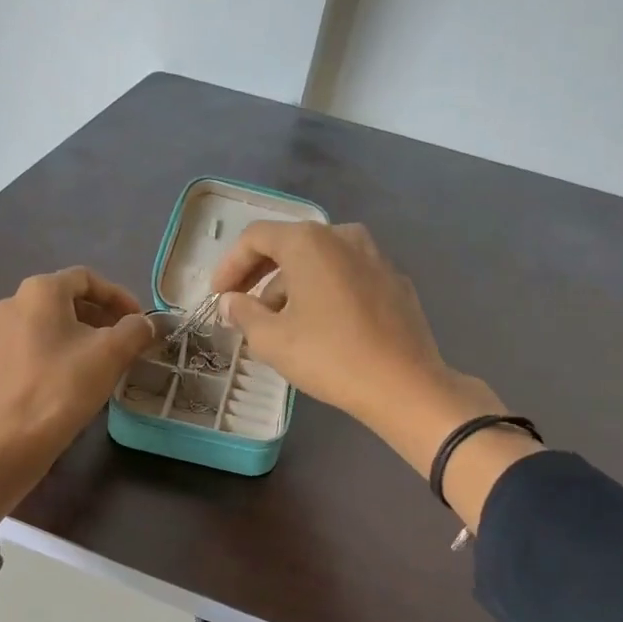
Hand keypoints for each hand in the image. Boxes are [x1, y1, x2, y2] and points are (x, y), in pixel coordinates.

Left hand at [0, 267, 152, 545]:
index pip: (86, 278)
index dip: (118, 296)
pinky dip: (43, 361)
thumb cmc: (64, 388)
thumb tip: (144, 323)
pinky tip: (56, 385)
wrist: (8, 442)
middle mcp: (8, 305)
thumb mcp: (112, 355)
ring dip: (68, 339)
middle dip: (94, 318)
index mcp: (39, 292)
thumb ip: (135, 330)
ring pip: (38, 330)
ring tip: (90, 365)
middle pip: (60, 302)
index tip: (138, 320)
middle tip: (120, 342)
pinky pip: (19, 356)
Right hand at [211, 222, 538, 519]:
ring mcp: (375, 256)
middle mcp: (343, 237)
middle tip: (242, 305)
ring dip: (292, 285)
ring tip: (279, 323)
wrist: (404, 384)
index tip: (218, 295)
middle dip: (260, 275)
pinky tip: (320, 326)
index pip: (256, 238)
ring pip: (320, 261)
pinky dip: (324, 292)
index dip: (230, 264)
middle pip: (290, 245)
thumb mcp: (272, 340)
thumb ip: (244, 314)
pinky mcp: (395, 281)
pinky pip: (347, 276)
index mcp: (309, 242)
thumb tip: (232, 302)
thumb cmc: (329, 356)